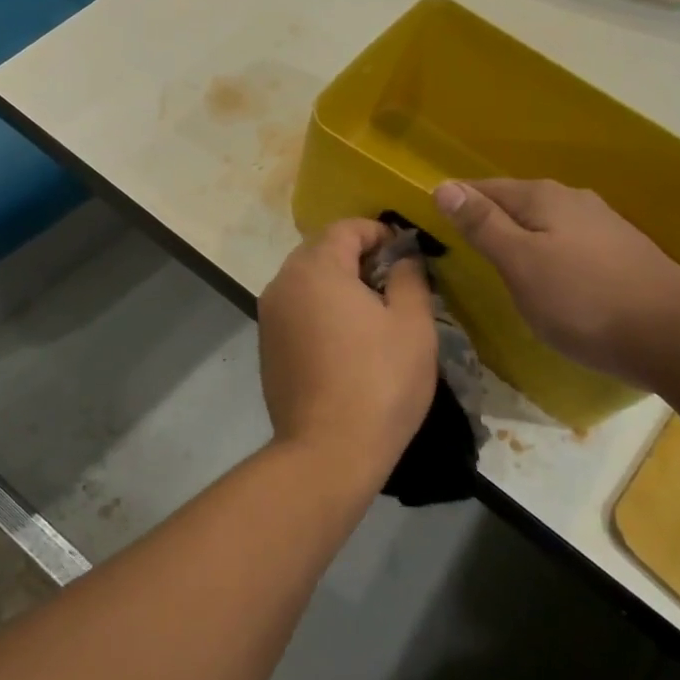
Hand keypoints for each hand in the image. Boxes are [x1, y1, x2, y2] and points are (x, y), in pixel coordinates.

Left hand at [257, 220, 437, 488]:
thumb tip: (404, 257)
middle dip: (358, 257)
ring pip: (307, 280)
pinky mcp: (266, 344)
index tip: (407, 254)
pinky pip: (296, 308)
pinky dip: (320, 309)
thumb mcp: (412, 324)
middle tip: (394, 283)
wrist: (327, 451)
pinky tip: (346, 340)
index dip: (380, 233)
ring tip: (373, 313)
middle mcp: (283, 282)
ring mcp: (269, 315)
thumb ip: (409, 276)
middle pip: (322, 250)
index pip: (346, 227)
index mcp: (315, 268)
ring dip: (338, 284)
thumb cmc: (379, 381)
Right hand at [433, 178, 679, 380]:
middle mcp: (573, 200)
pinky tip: (550, 279)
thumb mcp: (520, 263)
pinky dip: (549, 255)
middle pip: (517, 203)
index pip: (484, 188)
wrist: (679, 337)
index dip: (457, 204)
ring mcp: (603, 226)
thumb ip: (482, 224)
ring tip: (501, 266)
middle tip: (462, 249)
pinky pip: (569, 244)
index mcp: (543, 197)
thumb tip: (443, 186)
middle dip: (489, 220)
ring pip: (545, 224)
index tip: (434, 227)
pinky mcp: (623, 253)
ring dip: (520, 238)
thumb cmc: (585, 300)